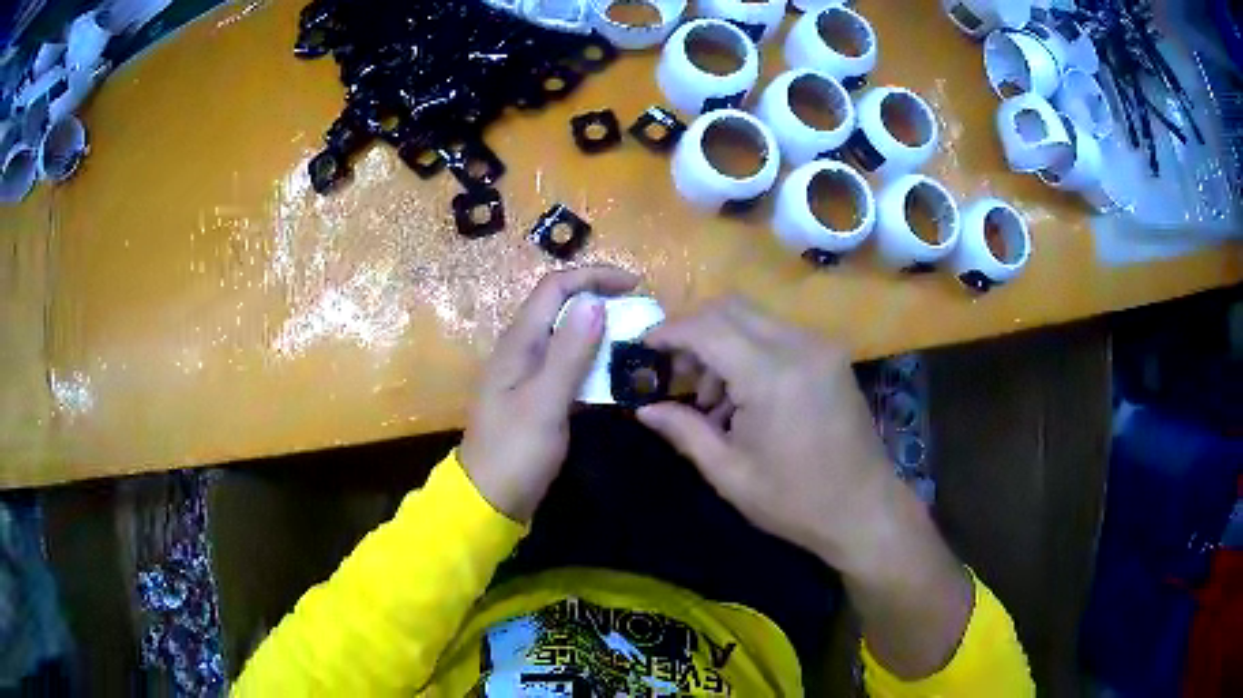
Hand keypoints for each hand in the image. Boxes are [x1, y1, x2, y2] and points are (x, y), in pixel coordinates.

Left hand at [460, 266, 638, 521]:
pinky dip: (594, 364)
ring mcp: (529, 374)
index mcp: (518, 343)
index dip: (593, 278)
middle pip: (562, 308)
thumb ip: (569, 353)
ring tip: (637, 343)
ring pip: (568, 338)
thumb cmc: (514, 451)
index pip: (555, 288)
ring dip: (601, 334)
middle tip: (641, 315)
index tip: (635, 286)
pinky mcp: (539, 397)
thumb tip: (594, 302)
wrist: (490, 499)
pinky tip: (617, 378)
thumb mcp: (545, 403)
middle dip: (601, 301)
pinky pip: (570, 367)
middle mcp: (522, 350)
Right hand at [639, 297, 972, 677]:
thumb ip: (684, 431)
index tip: (643, 347)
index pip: (707, 327)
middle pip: (730, 307)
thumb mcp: (730, 474)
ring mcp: (820, 346)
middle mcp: (799, 345)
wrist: (865, 509)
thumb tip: (644, 408)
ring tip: (711, 396)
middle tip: (674, 371)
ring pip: (753, 316)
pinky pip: (777, 332)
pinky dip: (749, 348)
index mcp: (771, 376)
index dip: (669, 331)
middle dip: (693, 330)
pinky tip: (744, 393)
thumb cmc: (795, 501)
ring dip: (721, 340)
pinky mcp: (831, 355)